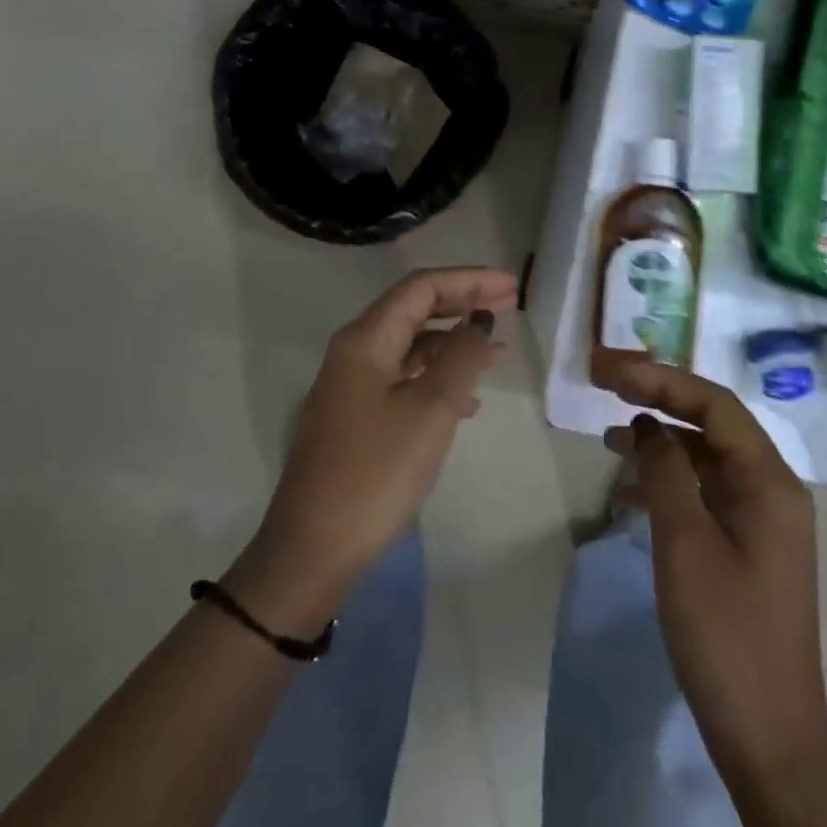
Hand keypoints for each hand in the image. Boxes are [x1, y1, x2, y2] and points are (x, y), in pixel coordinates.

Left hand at [229, 267, 515, 631]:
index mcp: (365, 339)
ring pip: (411, 347)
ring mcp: (352, 386)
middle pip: (415, 311)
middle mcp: (354, 352)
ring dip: (454, 343)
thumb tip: (479, 320)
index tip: (510, 286)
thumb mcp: (431, 409)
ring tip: (499, 352)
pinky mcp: (356, 416)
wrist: (315, 546)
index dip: (468, 280)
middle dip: (463, 304)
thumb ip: (461, 357)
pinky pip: (404, 379)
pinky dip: (438, 377)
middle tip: (510, 305)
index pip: (421, 288)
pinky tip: (468, 400)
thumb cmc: (377, 470)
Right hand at [609, 362, 826, 783]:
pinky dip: (671, 483)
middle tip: (607, 393)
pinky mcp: (750, 548)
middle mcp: (774, 491)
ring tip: (610, 441)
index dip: (663, 381)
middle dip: (661, 404)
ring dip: (663, 444)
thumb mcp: (685, 543)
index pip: (715, 405)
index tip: (613, 374)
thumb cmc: (724, 633)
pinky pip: (707, 495)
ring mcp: (764, 521)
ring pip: (708, 461)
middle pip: (715, 426)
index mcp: (770, 482)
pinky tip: (632, 492)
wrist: (767, 734)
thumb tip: (649, 426)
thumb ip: (666, 472)